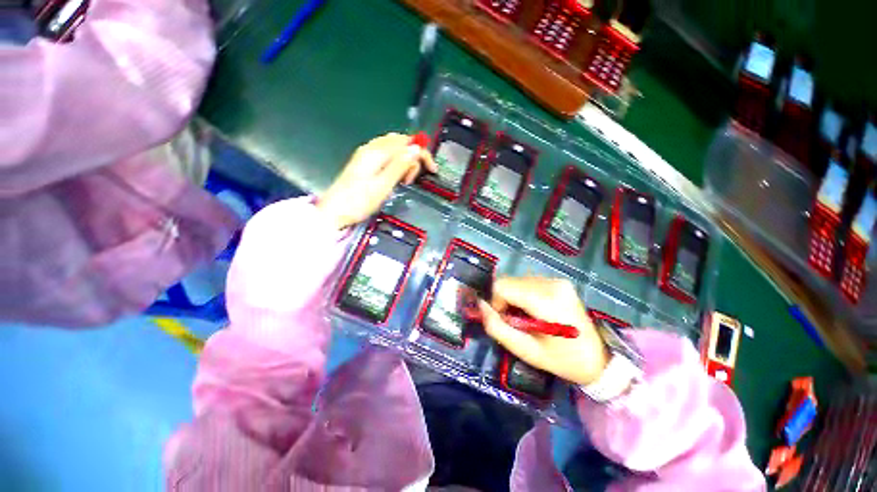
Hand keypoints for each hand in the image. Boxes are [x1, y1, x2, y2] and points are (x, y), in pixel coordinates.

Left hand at [317, 133, 435, 229]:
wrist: (334, 211)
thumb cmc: (359, 201)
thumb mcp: (383, 185)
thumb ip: (399, 165)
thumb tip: (416, 149)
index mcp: (376, 152)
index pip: (406, 143)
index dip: (422, 154)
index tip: (432, 171)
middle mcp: (371, 148)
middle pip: (400, 142)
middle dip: (413, 156)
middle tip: (413, 179)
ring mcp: (366, 155)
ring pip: (393, 148)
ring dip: (405, 160)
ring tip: (405, 180)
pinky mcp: (364, 163)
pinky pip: (386, 155)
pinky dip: (396, 163)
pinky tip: (396, 177)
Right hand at [478, 277, 608, 385]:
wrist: (597, 358)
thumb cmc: (561, 359)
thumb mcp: (525, 350)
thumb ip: (497, 327)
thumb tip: (480, 305)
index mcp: (546, 301)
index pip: (502, 286)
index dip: (496, 302)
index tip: (504, 319)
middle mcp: (552, 283)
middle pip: (508, 281)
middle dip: (504, 300)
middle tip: (515, 321)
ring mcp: (557, 280)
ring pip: (516, 281)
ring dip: (513, 297)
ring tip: (526, 317)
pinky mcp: (559, 281)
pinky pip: (528, 282)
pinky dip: (523, 294)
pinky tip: (534, 310)